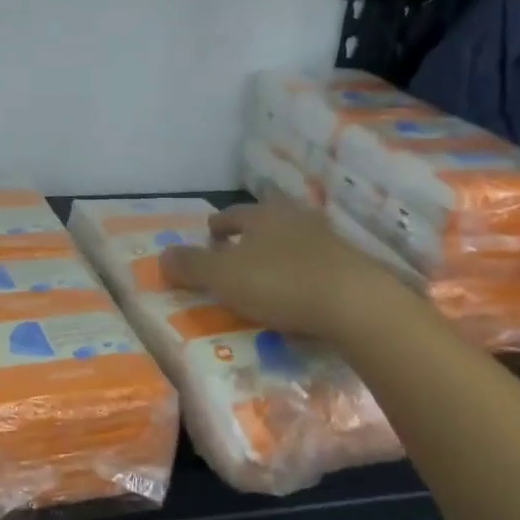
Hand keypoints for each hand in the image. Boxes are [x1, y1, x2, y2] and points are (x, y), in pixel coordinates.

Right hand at [160, 196, 416, 340]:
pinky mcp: (352, 267)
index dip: (220, 224)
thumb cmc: (281, 283)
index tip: (210, 232)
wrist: (357, 304)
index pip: (235, 214)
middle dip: (251, 234)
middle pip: (268, 222)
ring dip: (278, 252)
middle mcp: (296, 219)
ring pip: (294, 241)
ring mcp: (329, 241)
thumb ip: (191, 266)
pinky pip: (317, 265)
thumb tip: (162, 255)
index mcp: (264, 215)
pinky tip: (299, 291)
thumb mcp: (224, 277)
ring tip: (266, 271)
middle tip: (236, 248)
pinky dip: (302, 273)